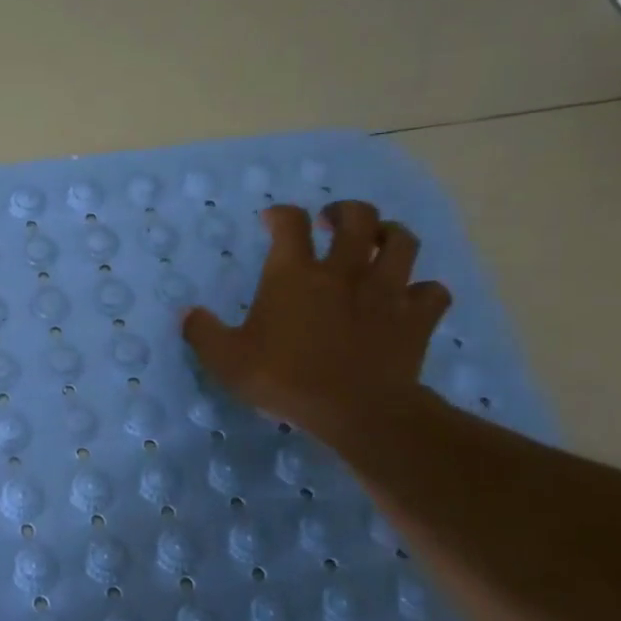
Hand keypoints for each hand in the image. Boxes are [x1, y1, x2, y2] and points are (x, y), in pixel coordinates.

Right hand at [182, 200, 451, 444]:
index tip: (272, 220)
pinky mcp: (417, 317)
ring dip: (389, 236)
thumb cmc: (284, 378)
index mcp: (294, 274)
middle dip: (344, 211)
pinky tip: (409, 298)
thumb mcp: (226, 360)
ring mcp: (386, 291)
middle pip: (358, 217)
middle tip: (331, 221)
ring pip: (402, 242)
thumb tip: (189, 313)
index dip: (281, 214)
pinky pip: (431, 291)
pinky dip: (422, 290)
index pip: (290, 222)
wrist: (356, 410)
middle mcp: (343, 271)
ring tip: (376, 245)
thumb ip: (202, 332)